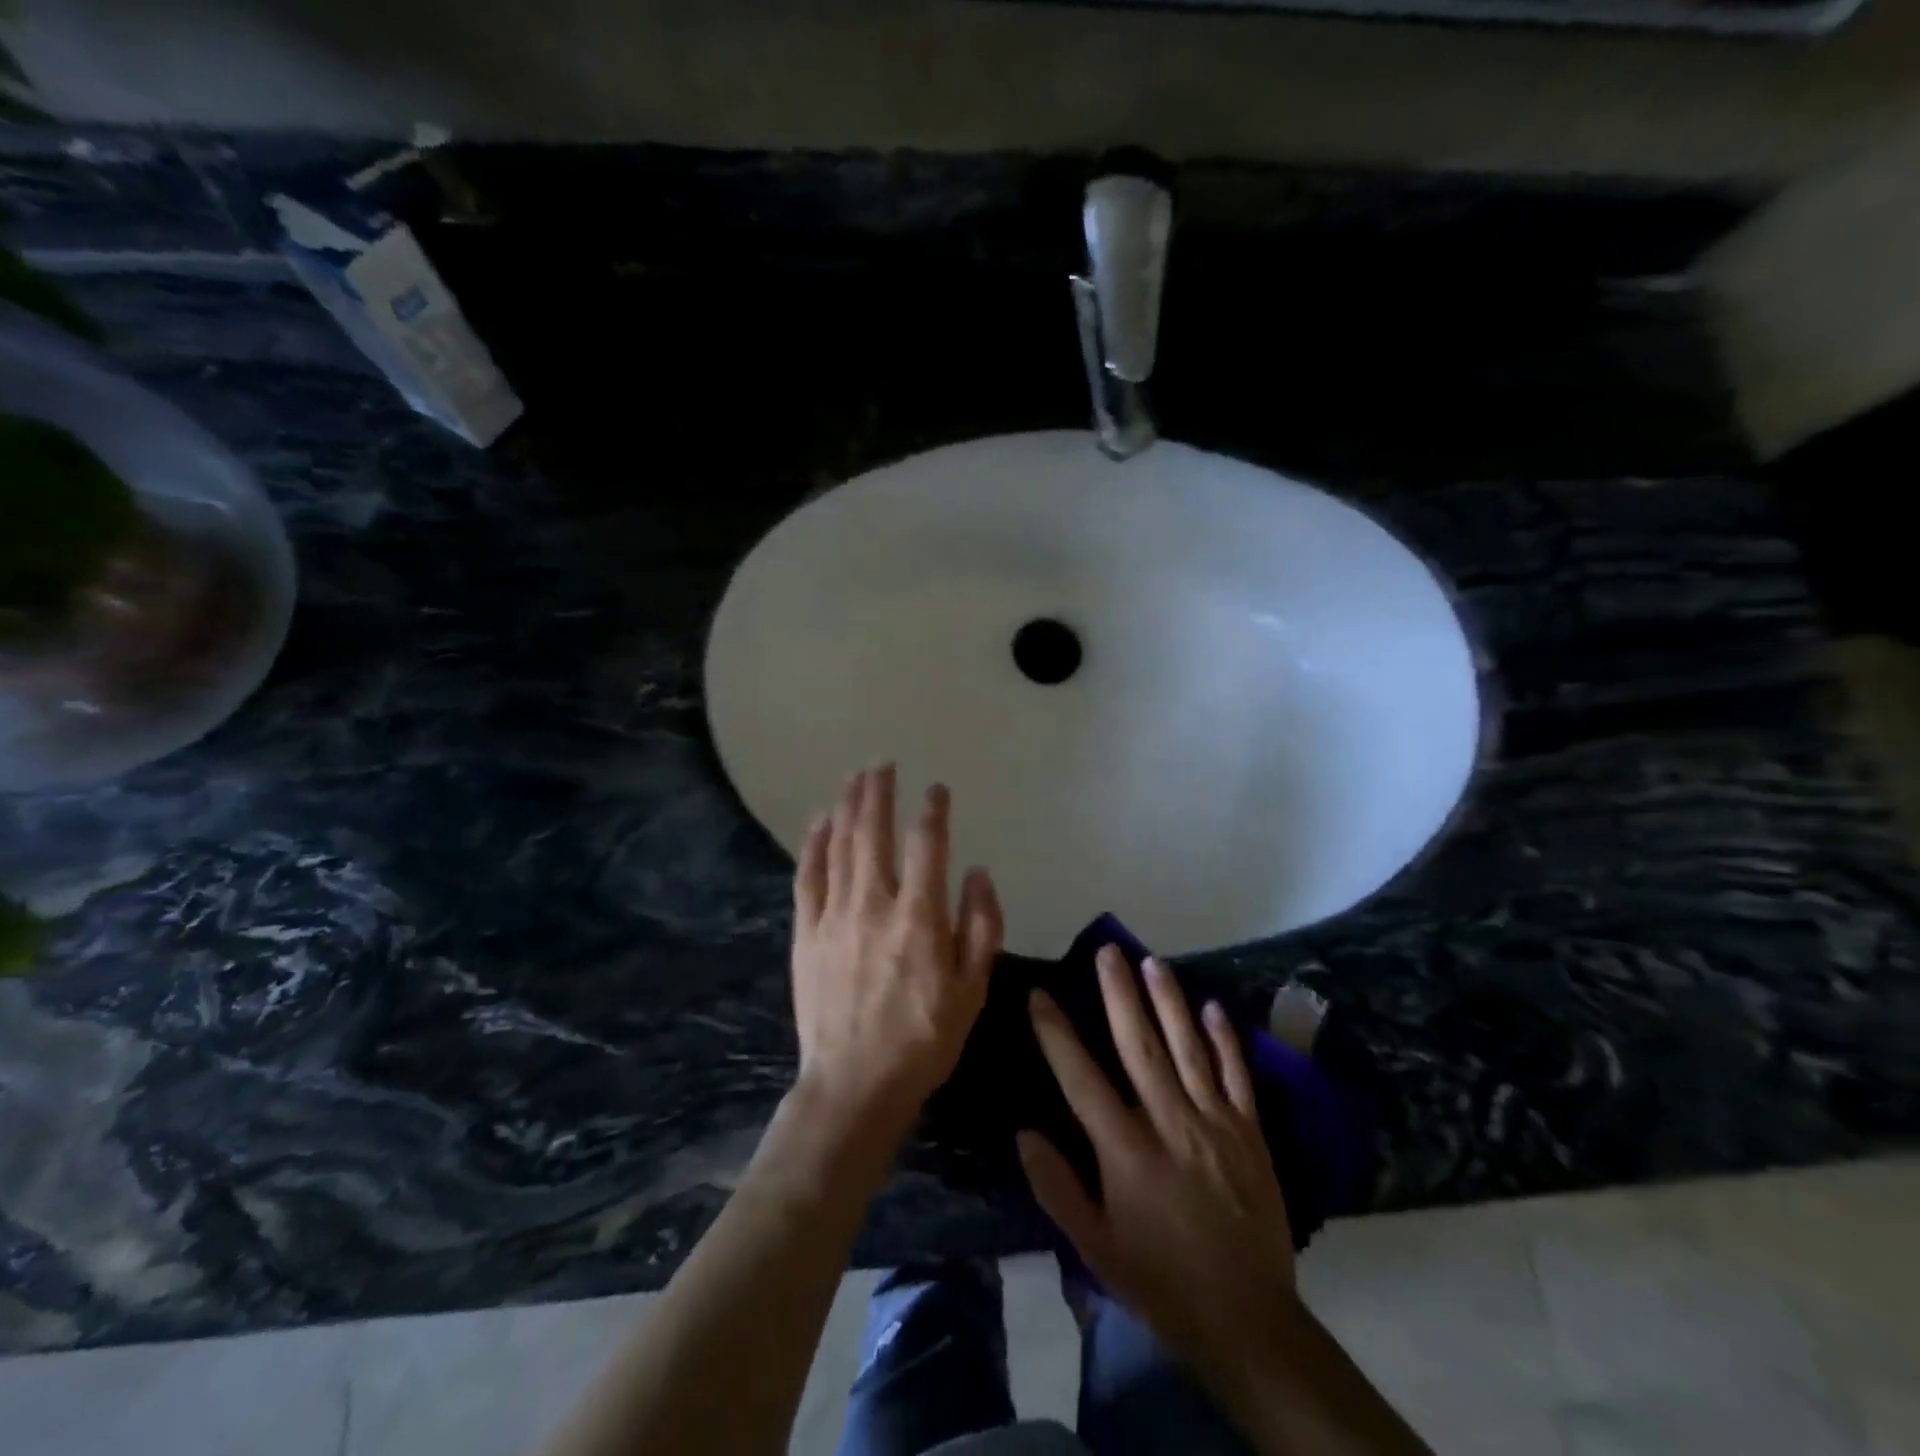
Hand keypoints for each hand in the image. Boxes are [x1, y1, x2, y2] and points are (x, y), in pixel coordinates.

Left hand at [790, 765, 1003, 1137]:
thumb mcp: (973, 990)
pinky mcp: (806, 933)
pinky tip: (818, 821)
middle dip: (879, 793)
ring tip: (854, 777)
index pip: (927, 846)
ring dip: (848, 806)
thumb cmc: (923, 1040)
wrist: (855, 1084)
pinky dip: (813, 844)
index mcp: (920, 918)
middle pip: (874, 833)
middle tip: (882, 763)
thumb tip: (977, 872)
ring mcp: (834, 916)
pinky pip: (807, 877)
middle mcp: (874, 905)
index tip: (936, 789)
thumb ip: (981, 926)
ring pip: (840, 846)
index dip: (933, 811)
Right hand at [1020, 947, 1298, 1385]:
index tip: (1039, 995)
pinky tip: (1214, 1006)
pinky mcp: (1251, 1134)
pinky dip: (1226, 1040)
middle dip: (1120, 994)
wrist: (1249, 1322)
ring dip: (1169, 1001)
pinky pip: (1237, 1076)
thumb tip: (1024, 1133)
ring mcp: (1216, 1124)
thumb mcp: (1096, 1248)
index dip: (1057, 1034)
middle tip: (1107, 950)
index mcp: (1126, 1151)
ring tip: (1151, 961)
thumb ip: (1057, 1188)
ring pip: (1188, 1048)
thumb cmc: (1161, 1282)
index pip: (1082, 1079)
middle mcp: (1170, 1123)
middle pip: (1140, 1046)